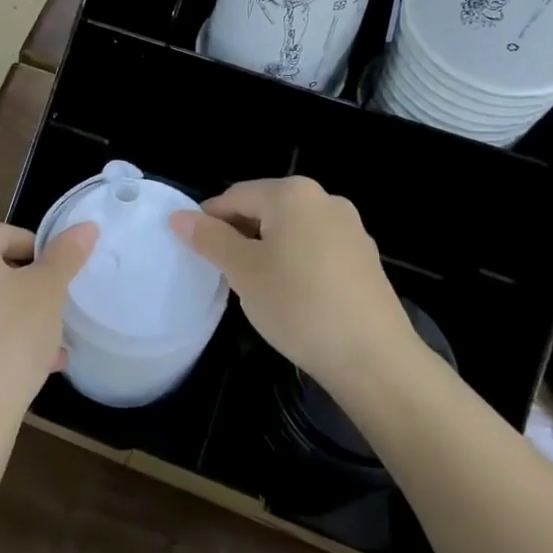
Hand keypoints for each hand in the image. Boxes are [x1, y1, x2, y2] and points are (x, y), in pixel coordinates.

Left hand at [0, 221, 96, 444]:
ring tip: (47, 352)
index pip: (12, 237)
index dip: (44, 261)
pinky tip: (20, 370)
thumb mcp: (48, 292)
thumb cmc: (8, 342)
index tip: (60, 290)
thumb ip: (67, 254)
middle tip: (55, 321)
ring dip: (14, 320)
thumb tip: (85, 226)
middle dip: (29, 293)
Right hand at [170, 177, 415, 391]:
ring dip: (267, 250)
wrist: (374, 358)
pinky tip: (293, 297)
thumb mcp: (243, 271)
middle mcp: (325, 200)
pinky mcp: (365, 259)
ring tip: (256, 288)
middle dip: (240, 236)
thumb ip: (210, 239)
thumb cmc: (298, 305)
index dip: (208, 221)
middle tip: (223, 273)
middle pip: (265, 209)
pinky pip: (316, 249)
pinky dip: (296, 263)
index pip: (235, 197)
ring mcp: (351, 228)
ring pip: (291, 230)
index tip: (194, 252)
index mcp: (292, 194)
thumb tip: (179, 217)